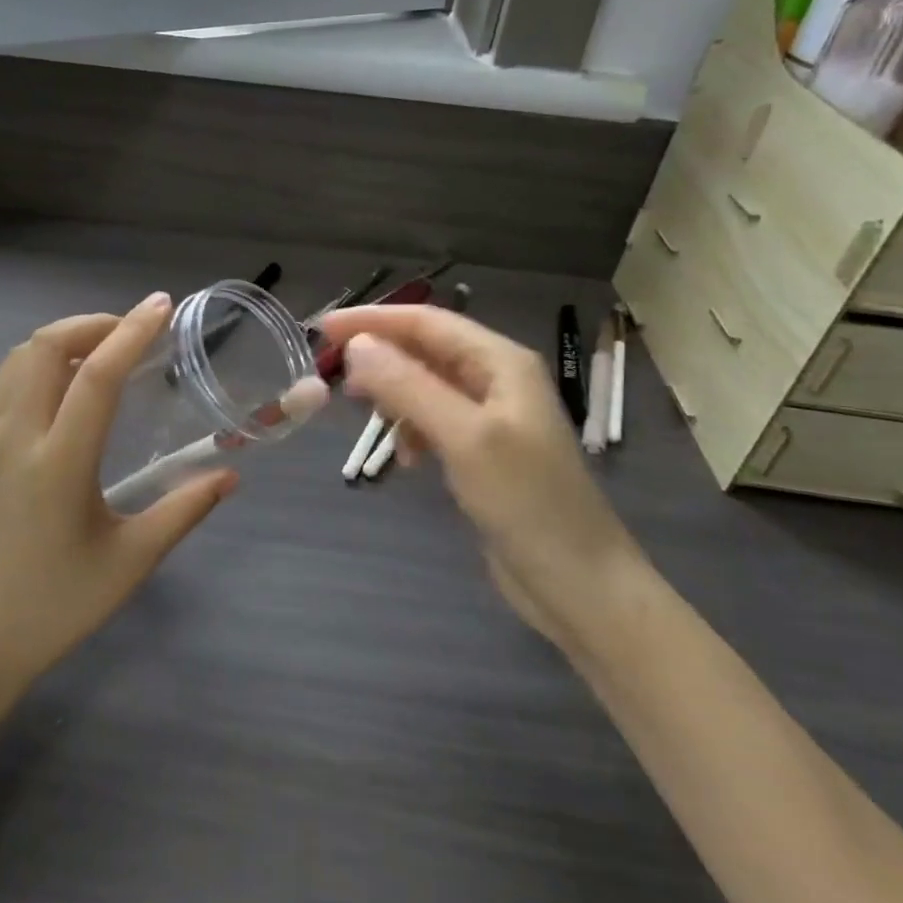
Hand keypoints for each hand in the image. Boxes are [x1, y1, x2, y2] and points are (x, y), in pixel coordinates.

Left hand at [0, 295, 235, 703]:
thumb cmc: (58, 604)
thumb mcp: (131, 560)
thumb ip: (184, 510)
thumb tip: (230, 476)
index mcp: (57, 464)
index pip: (96, 375)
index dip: (132, 333)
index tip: (162, 306)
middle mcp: (13, 438)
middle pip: (47, 346)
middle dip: (95, 324)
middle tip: (135, 333)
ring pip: (20, 357)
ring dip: (65, 339)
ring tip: (104, 353)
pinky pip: (3, 382)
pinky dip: (38, 362)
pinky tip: (64, 388)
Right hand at [322, 305, 643, 643]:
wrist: (579, 584)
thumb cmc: (526, 502)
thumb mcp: (464, 437)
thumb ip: (409, 387)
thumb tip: (357, 345)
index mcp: (501, 362)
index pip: (426, 322)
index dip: (373, 319)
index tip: (323, 328)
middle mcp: (497, 379)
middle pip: (426, 349)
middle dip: (379, 355)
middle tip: (330, 369)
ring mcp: (492, 417)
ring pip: (427, 386)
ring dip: (393, 393)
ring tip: (363, 412)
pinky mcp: (484, 453)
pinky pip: (435, 421)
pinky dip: (412, 429)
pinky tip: (406, 457)